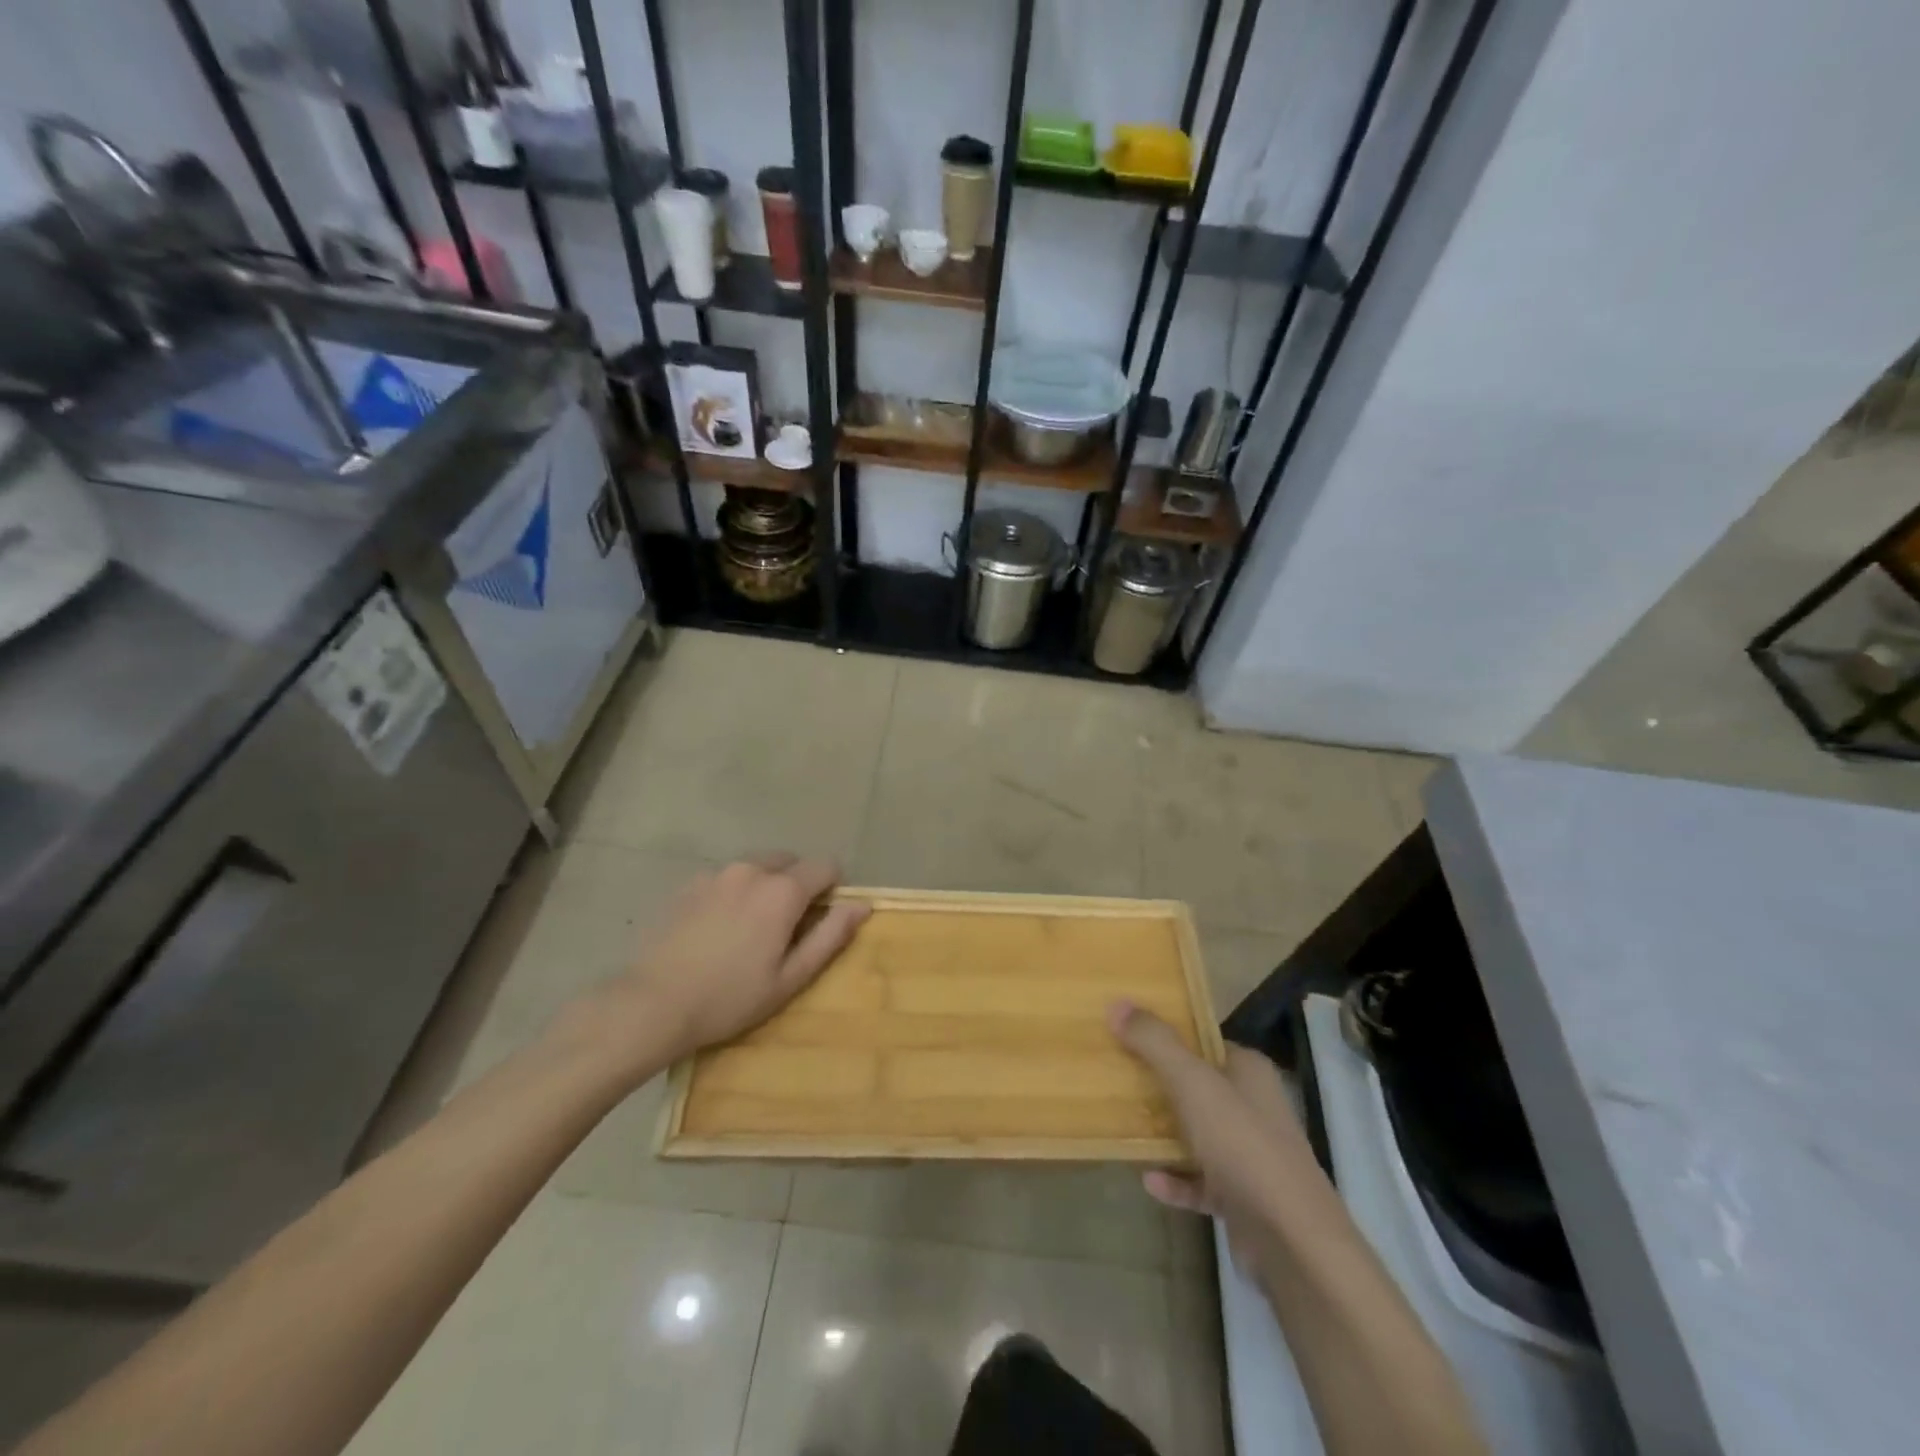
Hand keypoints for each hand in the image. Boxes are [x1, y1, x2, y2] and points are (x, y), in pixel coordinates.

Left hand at [572, 856, 870, 1083]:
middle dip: (797, 885)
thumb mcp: (790, 977)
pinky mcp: (689, 884)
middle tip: (784, 929)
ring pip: (757, 868)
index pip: (826, 866)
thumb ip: (830, 936)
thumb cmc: (730, 997)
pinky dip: (734, 893)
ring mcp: (716, 873)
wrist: (652, 1004)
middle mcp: (752, 869)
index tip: (819, 921)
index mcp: (782, 890)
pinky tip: (717, 930)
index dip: (832, 890)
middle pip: (790, 862)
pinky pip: (726, 878)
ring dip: (765, 887)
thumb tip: (862, 905)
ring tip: (748, 931)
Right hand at [1109, 1001, 1323, 1274]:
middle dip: (1159, 1083)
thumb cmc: (1243, 1146)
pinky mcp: (1243, 1198)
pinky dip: (1176, 1180)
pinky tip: (1148, 1180)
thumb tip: (1117, 1003)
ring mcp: (1251, 1155)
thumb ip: (1156, 1043)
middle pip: (1198, 1086)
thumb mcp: (1193, 1084)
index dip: (1168, 1036)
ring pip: (1199, 1133)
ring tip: (1124, 1125)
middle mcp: (1253, 1107)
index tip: (1128, 1035)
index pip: (1204, 1042)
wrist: (1293, 1242)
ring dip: (1165, 1133)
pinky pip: (1200, 1181)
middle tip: (1116, 1077)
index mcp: (1249, 1072)